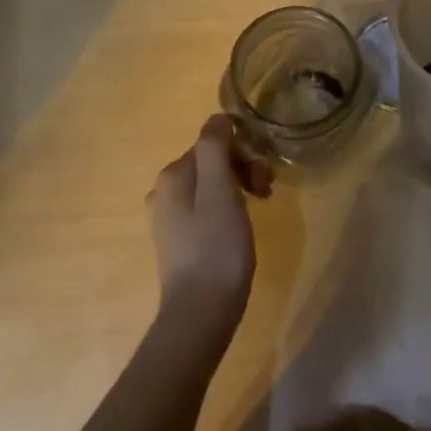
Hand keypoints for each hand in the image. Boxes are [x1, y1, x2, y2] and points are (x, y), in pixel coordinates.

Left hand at [145, 116, 267, 331]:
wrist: (200, 312)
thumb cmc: (216, 247)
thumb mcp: (220, 190)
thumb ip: (215, 148)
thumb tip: (217, 119)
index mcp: (172, 176)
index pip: (213, 143)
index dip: (243, 154)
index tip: (264, 178)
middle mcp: (163, 192)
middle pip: (211, 163)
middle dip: (242, 170)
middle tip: (267, 193)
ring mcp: (168, 219)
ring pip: (210, 186)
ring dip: (237, 189)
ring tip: (257, 211)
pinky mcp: (177, 241)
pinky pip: (205, 209)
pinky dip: (226, 210)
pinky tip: (238, 229)